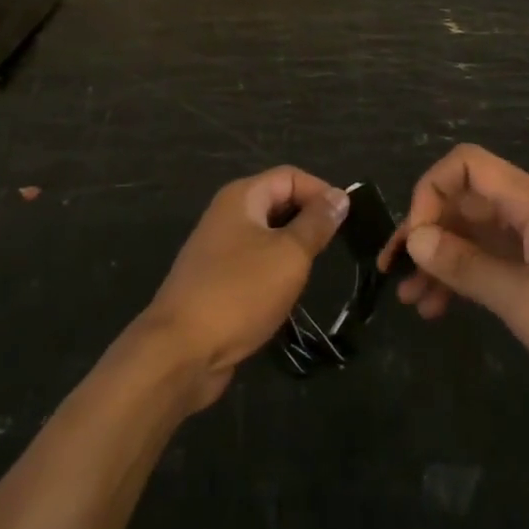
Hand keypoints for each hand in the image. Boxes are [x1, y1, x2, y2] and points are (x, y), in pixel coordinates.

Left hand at [141, 166, 349, 409]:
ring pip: (267, 235)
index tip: (348, 220)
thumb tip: (339, 196)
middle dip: (308, 219)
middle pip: (278, 202)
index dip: (321, 192)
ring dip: (293, 249)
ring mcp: (218, 249)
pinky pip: (255, 263)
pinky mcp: (217, 281)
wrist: (180, 351)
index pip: (290, 176)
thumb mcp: (289, 254)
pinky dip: (275, 272)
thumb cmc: (240, 293)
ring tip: (316, 270)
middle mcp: (227, 215)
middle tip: (336, 247)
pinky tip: (288, 294)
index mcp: (242, 197)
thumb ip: (316, 223)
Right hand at [381, 144, 528, 419]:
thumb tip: (413, 239)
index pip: (465, 165)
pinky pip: (488, 261)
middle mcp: (528, 212)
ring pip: (471, 234)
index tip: (415, 239)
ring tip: (411, 299)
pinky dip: (462, 278)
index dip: (430, 192)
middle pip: (462, 201)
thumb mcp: (523, 300)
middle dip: (425, 232)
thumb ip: (466, 266)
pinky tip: (439, 309)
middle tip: (395, 272)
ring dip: (439, 260)